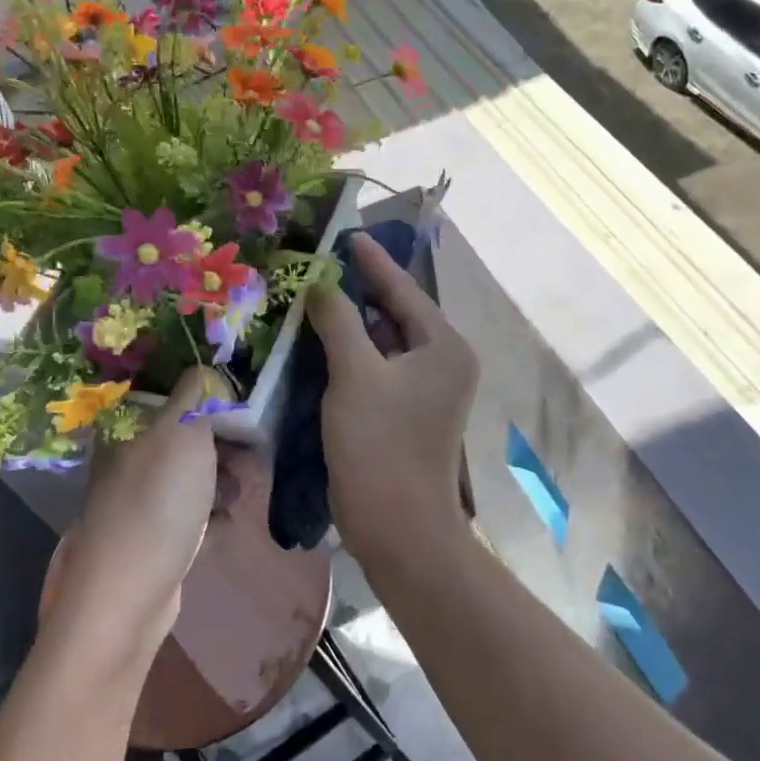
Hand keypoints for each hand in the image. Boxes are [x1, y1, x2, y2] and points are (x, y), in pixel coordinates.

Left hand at [48, 368, 218, 669]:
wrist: (129, 593)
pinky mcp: (152, 533)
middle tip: (254, 448)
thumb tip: (206, 369)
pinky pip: (189, 508)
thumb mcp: (182, 431)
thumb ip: (197, 394)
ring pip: (189, 471)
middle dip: (222, 438)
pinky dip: (210, 508)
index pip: (170, 392)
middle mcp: (127, 455)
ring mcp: (138, 497)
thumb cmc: (158, 499)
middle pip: (183, 433)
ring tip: (244, 487)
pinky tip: (228, 516)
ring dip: (221, 475)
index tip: (242, 402)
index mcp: (126, 425)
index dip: (207, 393)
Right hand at [306, 232, 478, 566]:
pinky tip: (323, 338)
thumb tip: (320, 280)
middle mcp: (443, 361)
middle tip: (322, 261)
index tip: (344, 233)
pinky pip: (379, 367)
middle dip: (359, 289)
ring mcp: (427, 389)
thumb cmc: (380, 445)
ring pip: (385, 341)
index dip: (371, 261)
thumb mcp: (354, 374)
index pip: (403, 289)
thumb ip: (337, 320)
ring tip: (316, 291)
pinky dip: (353, 351)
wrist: (399, 527)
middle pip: (396, 312)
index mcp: (443, 345)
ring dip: (352, 320)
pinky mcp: (407, 411)